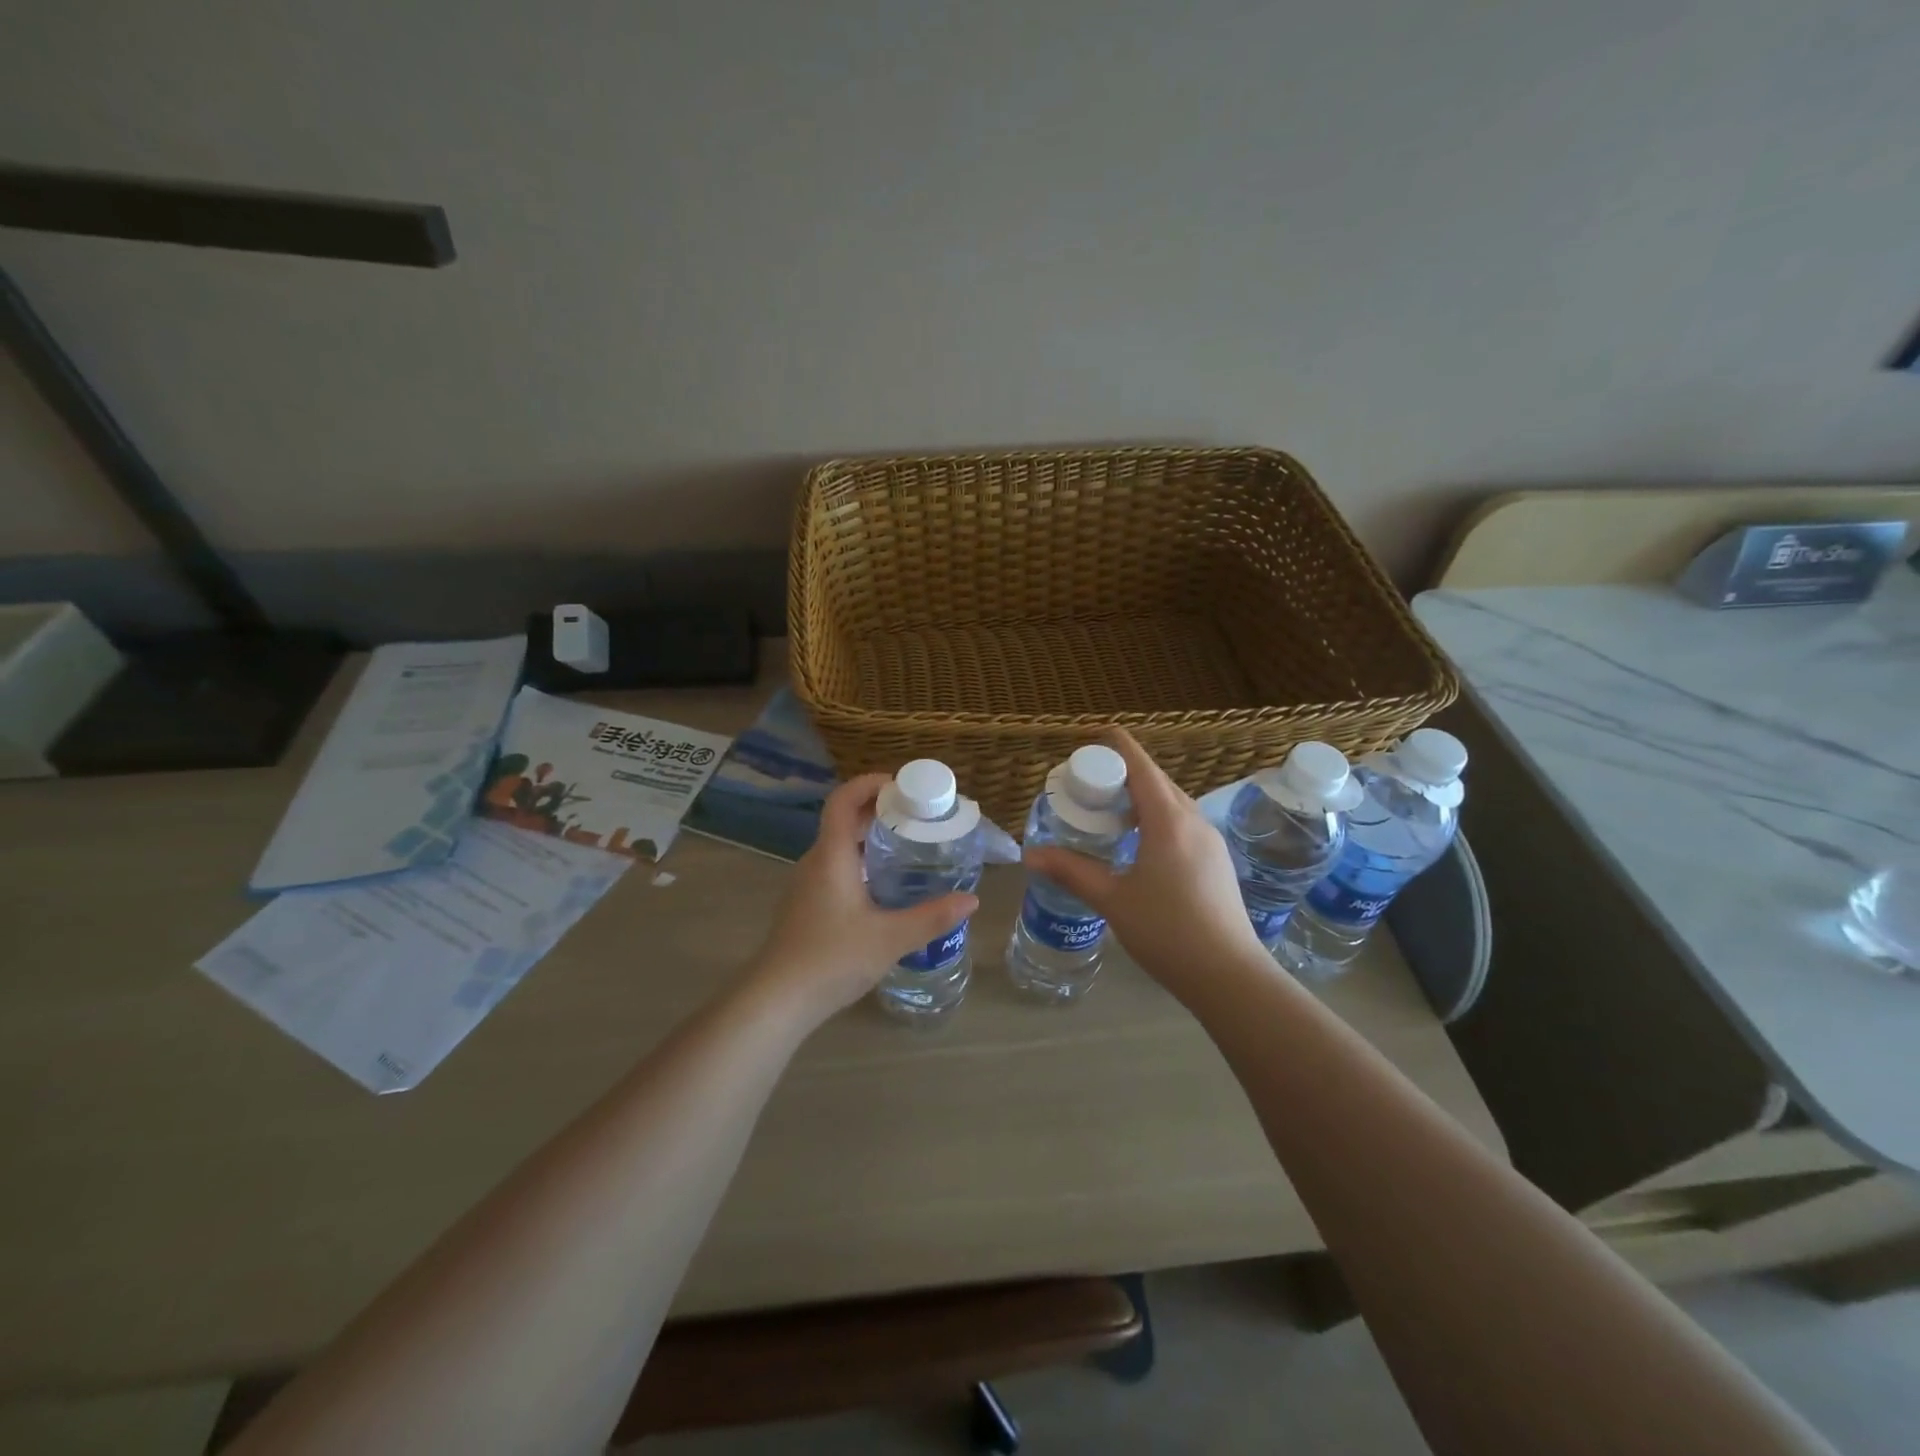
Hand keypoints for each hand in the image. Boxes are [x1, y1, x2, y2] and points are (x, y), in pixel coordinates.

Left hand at [745, 774, 978, 1026]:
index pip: (843, 799)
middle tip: (918, 818)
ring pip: (840, 846)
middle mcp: (816, 861)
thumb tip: (972, 900)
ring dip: (870, 838)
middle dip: (880, 811)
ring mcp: (807, 884)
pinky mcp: (805, 905)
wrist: (777, 1000)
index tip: (903, 786)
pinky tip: (884, 887)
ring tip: (908, 848)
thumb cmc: (831, 959)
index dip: (870, 783)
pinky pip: (835, 867)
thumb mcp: (890, 938)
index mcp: (832, 855)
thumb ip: (932, 917)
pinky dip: (860, 862)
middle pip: (844, 820)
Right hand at [1023, 730, 1264, 998]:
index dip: (1115, 746)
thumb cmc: (1167, 931)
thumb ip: (1071, 871)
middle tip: (1087, 784)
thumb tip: (1030, 854)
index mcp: (1168, 820)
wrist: (1229, 976)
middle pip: (1157, 780)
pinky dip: (1156, 818)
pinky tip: (1137, 844)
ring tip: (1108, 813)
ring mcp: (1210, 840)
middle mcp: (1193, 820)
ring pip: (1172, 802)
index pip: (1140, 765)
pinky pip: (1182, 822)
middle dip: (1122, 773)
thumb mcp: (1112, 899)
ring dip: (1140, 797)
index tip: (1091, 737)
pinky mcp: (1216, 861)